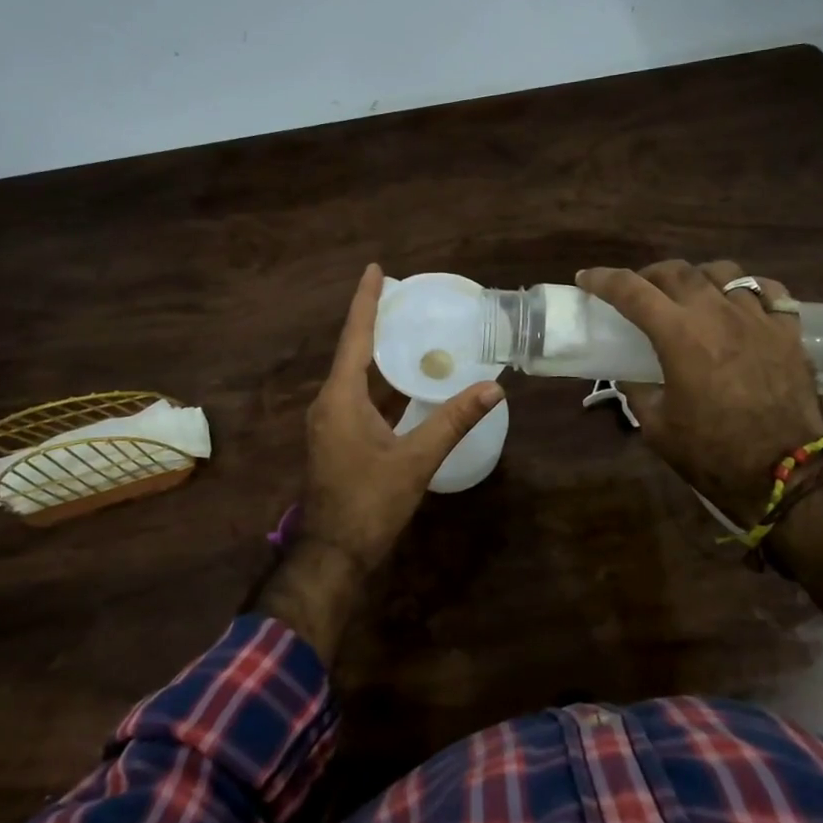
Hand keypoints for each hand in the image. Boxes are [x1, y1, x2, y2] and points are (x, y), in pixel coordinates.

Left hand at [299, 264, 503, 571]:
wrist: (333, 553)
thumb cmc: (369, 503)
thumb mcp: (415, 460)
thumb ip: (452, 421)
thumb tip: (492, 388)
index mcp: (340, 398)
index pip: (355, 337)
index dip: (366, 301)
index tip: (376, 269)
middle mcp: (330, 402)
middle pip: (354, 351)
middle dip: (377, 321)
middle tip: (407, 296)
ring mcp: (332, 422)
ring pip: (358, 377)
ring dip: (382, 354)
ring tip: (412, 329)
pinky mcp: (340, 439)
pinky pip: (362, 398)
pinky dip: (384, 384)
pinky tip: (409, 381)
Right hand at [576, 259, 822, 525]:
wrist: (785, 474)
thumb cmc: (712, 454)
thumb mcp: (657, 427)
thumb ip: (638, 391)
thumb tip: (629, 374)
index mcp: (679, 336)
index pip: (632, 291)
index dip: (603, 280)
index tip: (586, 279)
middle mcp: (718, 314)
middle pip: (676, 271)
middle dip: (649, 275)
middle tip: (639, 292)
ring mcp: (758, 318)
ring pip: (722, 272)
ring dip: (696, 278)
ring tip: (691, 295)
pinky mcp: (788, 331)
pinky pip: (768, 290)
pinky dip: (747, 289)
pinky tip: (739, 303)